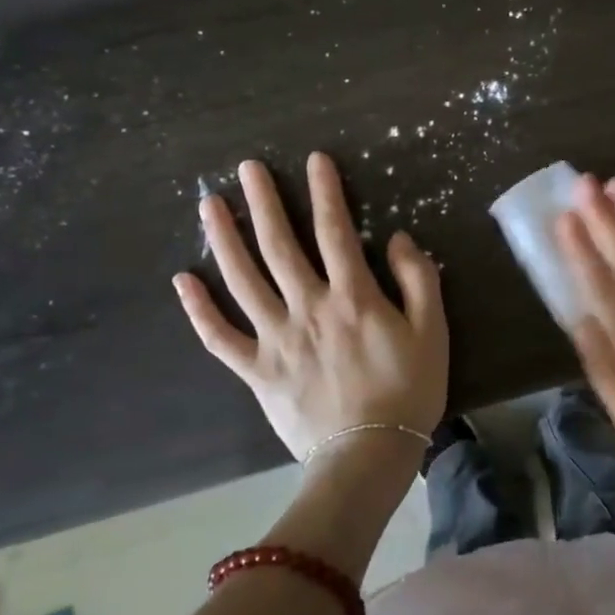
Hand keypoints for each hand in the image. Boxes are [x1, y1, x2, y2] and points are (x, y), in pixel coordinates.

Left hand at [172, 153, 447, 464]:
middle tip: (246, 167)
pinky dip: (199, 309)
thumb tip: (396, 238)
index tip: (314, 160)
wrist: (368, 454)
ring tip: (209, 205)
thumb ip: (417, 279)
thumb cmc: (408, 390)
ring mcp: (275, 338)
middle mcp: (307, 307)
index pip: (335, 230)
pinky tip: (183, 280)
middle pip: (279, 245)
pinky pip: (219, 337)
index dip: (325, 192)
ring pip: (242, 280)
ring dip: (224, 239)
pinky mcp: (255, 370)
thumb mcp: (432, 331)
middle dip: (263, 202)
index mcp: (352, 296)